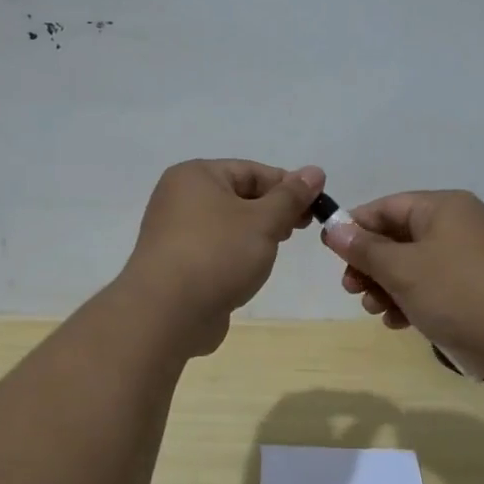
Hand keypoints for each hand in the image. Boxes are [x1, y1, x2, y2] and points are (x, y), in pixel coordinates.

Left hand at [121, 159, 325, 355]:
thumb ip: (291, 197)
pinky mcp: (175, 263)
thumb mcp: (264, 221)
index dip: (287, 186)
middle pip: (238, 195)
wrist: (167, 313)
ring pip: (226, 224)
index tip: (316, 207)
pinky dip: (234, 255)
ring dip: (254, 234)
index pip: (252, 170)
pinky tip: (249, 271)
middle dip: (272, 211)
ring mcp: (173, 232)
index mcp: (196, 175)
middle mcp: (179, 197)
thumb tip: (315, 171)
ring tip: (274, 251)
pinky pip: (213, 249)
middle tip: (300, 229)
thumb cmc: (218, 254)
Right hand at [323, 191, 483, 383]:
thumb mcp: (403, 269)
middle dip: (370, 264)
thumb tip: (333, 228)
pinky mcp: (476, 291)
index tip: (332, 254)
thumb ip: (365, 249)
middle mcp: (457, 227)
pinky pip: (433, 288)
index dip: (356, 227)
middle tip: (352, 289)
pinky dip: (412, 301)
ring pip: (414, 267)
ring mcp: (469, 260)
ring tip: (375, 310)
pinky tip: (398, 322)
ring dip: (388, 287)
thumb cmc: (460, 292)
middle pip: (398, 238)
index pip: (386, 207)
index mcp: (442, 208)